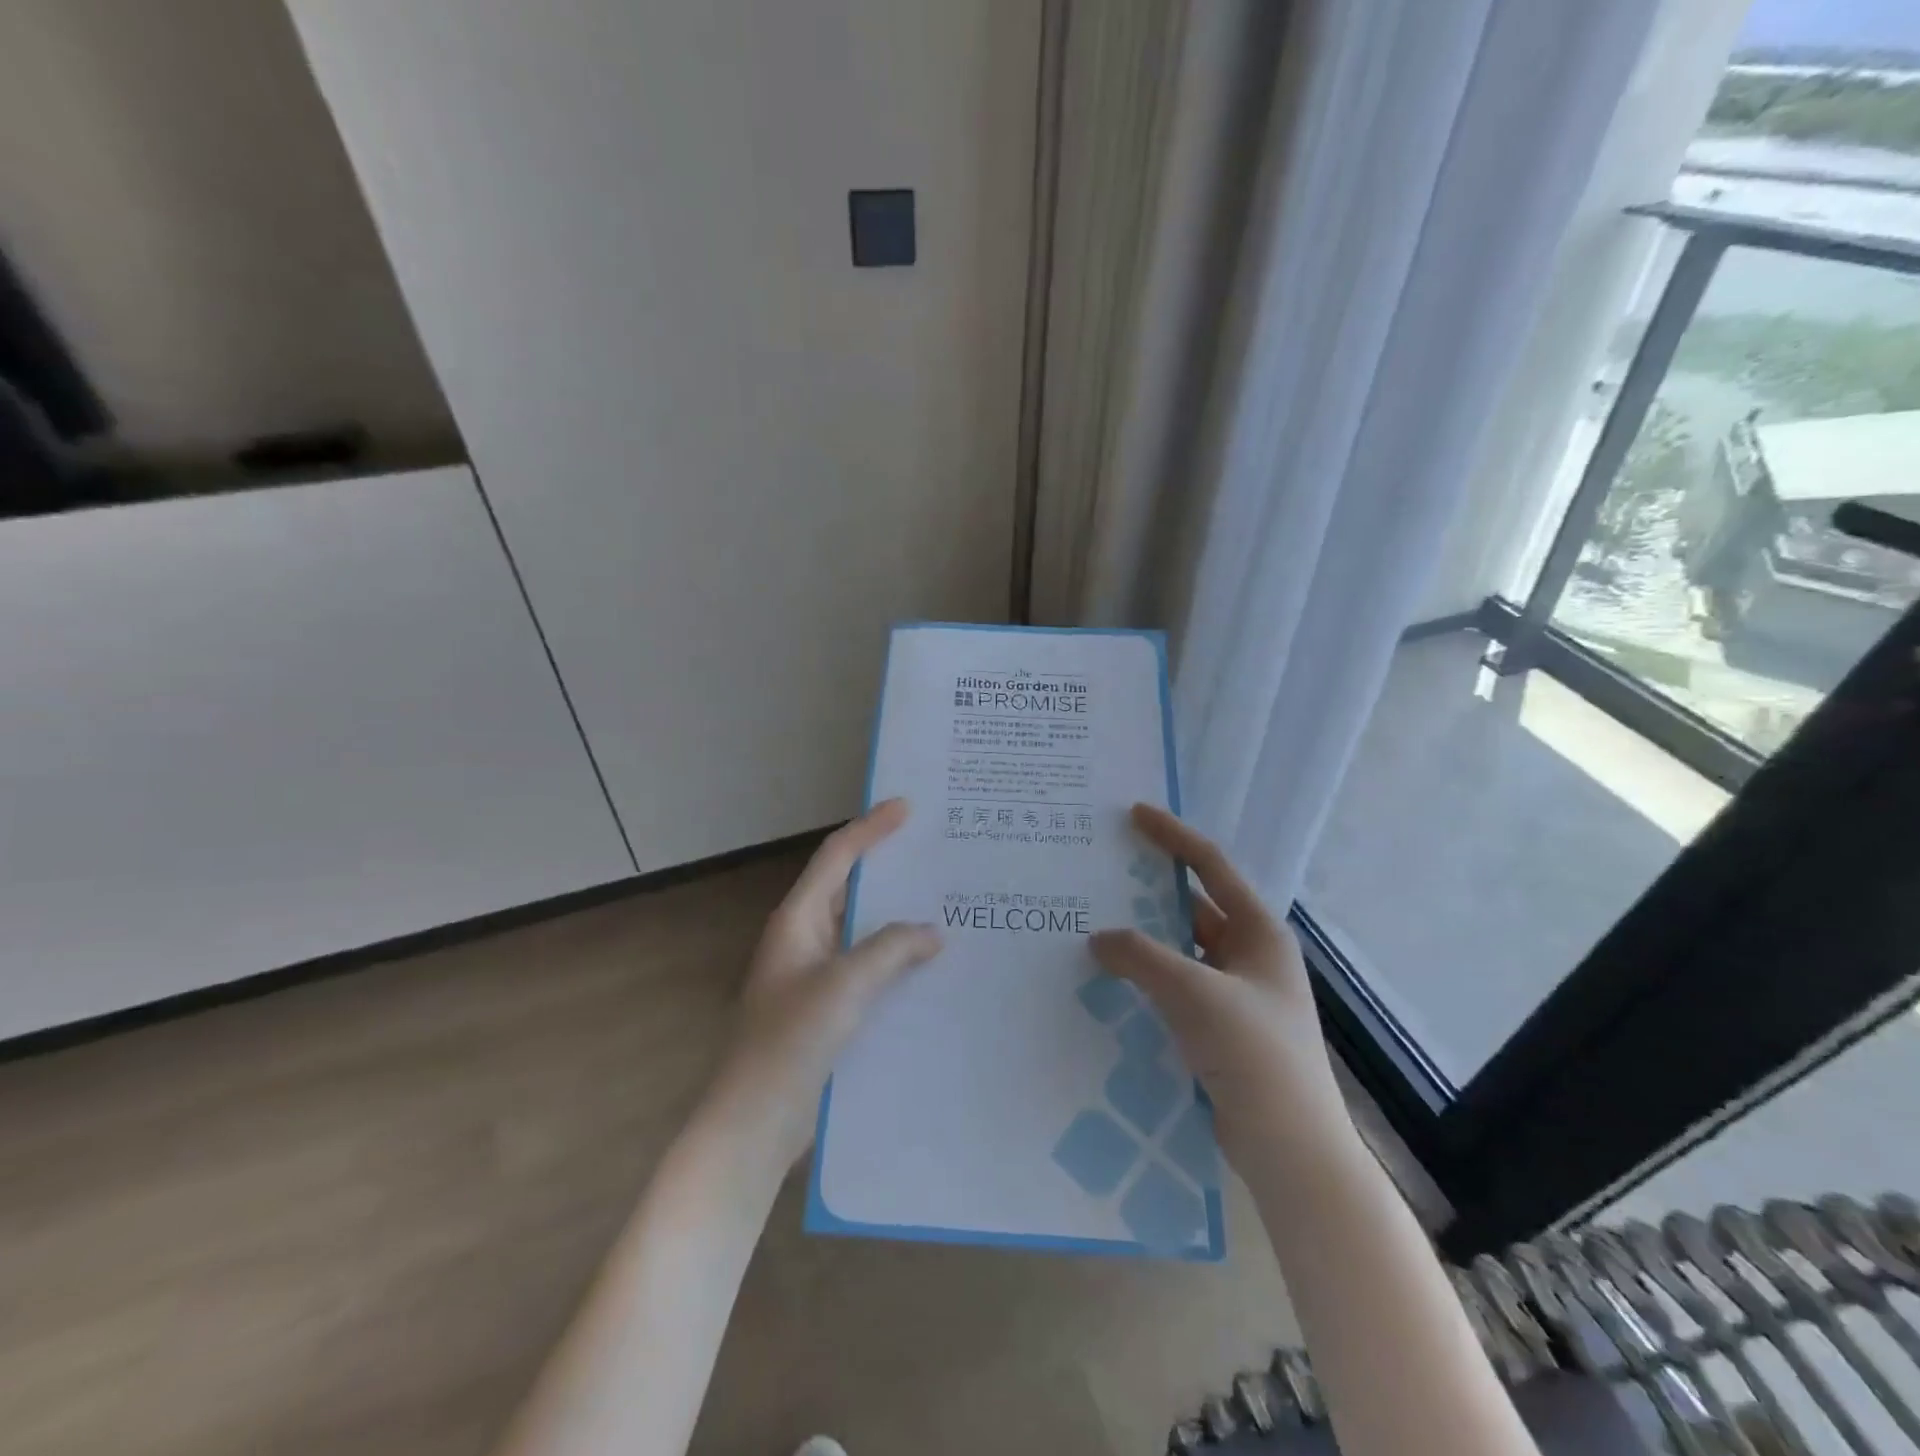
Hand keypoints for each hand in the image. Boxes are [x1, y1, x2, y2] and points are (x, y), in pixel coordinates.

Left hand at [708, 797, 941, 1166]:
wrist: (757, 1120)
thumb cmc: (792, 1041)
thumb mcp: (846, 985)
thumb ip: (891, 949)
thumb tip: (931, 932)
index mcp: (798, 919)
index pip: (837, 857)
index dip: (871, 828)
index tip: (907, 807)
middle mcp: (804, 937)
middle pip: (849, 887)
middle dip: (888, 867)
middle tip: (934, 851)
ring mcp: (815, 973)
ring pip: (862, 929)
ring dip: (896, 915)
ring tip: (943, 902)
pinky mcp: (828, 1006)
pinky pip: (868, 966)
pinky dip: (895, 956)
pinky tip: (930, 964)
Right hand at [1089, 804, 1350, 1175]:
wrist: (1290, 1148)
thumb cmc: (1254, 1054)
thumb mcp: (1194, 993)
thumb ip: (1142, 956)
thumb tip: (1099, 937)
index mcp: (1259, 932)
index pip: (1211, 867)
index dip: (1173, 836)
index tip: (1134, 814)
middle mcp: (1250, 954)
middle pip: (1193, 906)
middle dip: (1150, 889)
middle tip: (1102, 871)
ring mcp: (1237, 993)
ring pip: (1181, 949)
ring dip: (1145, 938)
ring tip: (1094, 921)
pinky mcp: (1221, 1027)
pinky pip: (1176, 985)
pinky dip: (1147, 976)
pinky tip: (1111, 978)